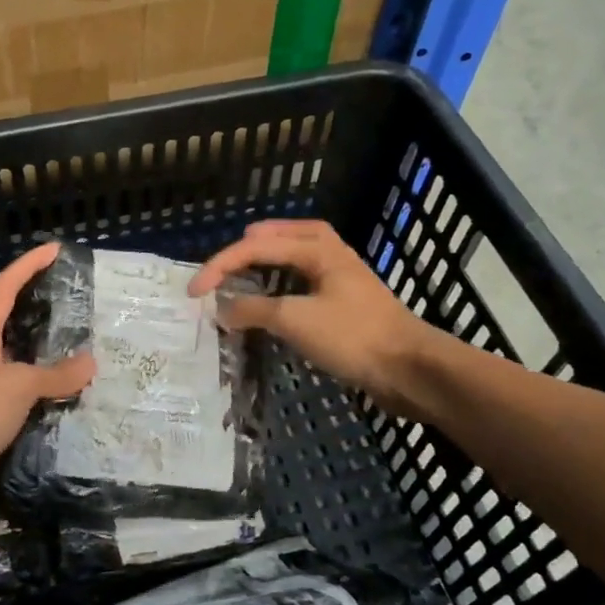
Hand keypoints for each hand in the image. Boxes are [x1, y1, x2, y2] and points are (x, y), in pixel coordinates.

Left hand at [0, 241, 94, 523]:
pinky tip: (76, 415)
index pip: (3, 291)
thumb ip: (54, 374)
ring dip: (52, 375)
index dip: (27, 267)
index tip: (54, 250)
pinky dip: (49, 415)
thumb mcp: (16, 385)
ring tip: (92, 367)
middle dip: (46, 323)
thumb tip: (90, 362)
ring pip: (24, 380)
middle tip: (85, 318)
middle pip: (15, 334)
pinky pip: (27, 417)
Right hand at [189, 219, 447, 417]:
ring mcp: (342, 279)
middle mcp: (330, 255)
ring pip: (298, 256)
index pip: (256, 246)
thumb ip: (253, 310)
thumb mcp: (295, 320)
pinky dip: (283, 283)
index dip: (219, 266)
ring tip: (247, 271)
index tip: (193, 292)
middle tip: (228, 259)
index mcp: (317, 249)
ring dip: (270, 261)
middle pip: (285, 235)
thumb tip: (222, 309)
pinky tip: (276, 301)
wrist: (410, 369)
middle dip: (252, 243)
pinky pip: (306, 281)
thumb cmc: (352, 336)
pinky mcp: (348, 304)